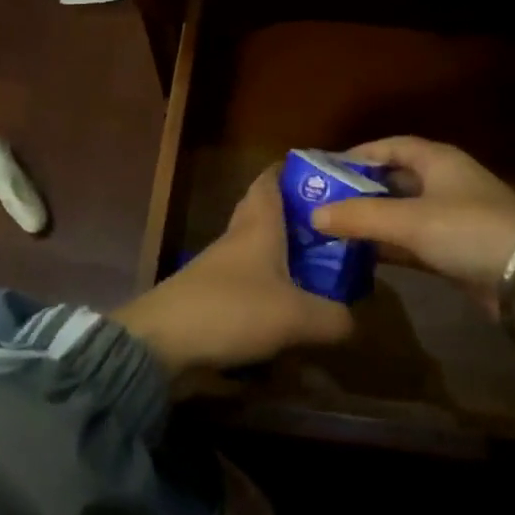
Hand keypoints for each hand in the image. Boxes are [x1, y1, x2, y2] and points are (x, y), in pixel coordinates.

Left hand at [115, 167, 352, 374]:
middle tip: (333, 228)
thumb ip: (333, 318)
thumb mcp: (296, 316)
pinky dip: (270, 289)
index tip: (326, 173)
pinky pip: (248, 283)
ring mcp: (219, 268)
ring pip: (257, 250)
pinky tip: (291, 309)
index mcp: (258, 224)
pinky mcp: (210, 298)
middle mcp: (237, 238)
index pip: (270, 179)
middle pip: (264, 213)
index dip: (294, 170)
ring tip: (322, 269)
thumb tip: (355, 321)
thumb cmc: (232, 310)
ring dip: (284, 255)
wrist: (160, 344)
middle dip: (297, 216)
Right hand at [311, 136, 514, 316]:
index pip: (390, 146)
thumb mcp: (409, 220)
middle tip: (321, 203)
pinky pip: (411, 241)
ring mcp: (450, 217)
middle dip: (359, 191)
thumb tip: (314, 214)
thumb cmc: (468, 230)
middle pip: (393, 180)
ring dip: (371, 222)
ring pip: (400, 214)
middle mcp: (443, 182)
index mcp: (437, 160)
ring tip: (331, 230)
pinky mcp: (453, 249)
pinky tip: (359, 256)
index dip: (357, 155)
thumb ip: (360, 217)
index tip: (324, 170)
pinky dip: (387, 246)